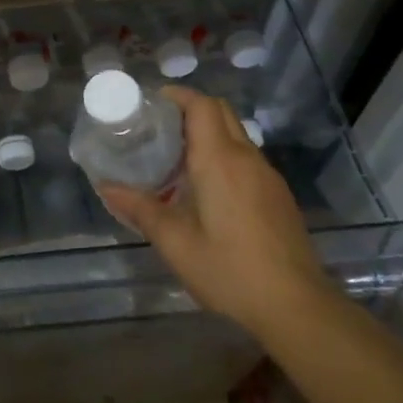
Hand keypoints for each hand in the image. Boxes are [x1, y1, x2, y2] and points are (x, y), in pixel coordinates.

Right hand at [97, 88, 331, 337]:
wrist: (296, 306)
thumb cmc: (229, 270)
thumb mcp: (175, 243)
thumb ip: (140, 209)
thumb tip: (105, 187)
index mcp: (219, 160)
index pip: (201, 105)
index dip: (177, 95)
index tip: (151, 104)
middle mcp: (247, 158)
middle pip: (220, 112)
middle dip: (190, 109)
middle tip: (159, 128)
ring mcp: (267, 176)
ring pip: (236, 135)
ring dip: (208, 134)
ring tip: (176, 158)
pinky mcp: (278, 196)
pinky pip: (247, 159)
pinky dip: (224, 156)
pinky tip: (207, 190)